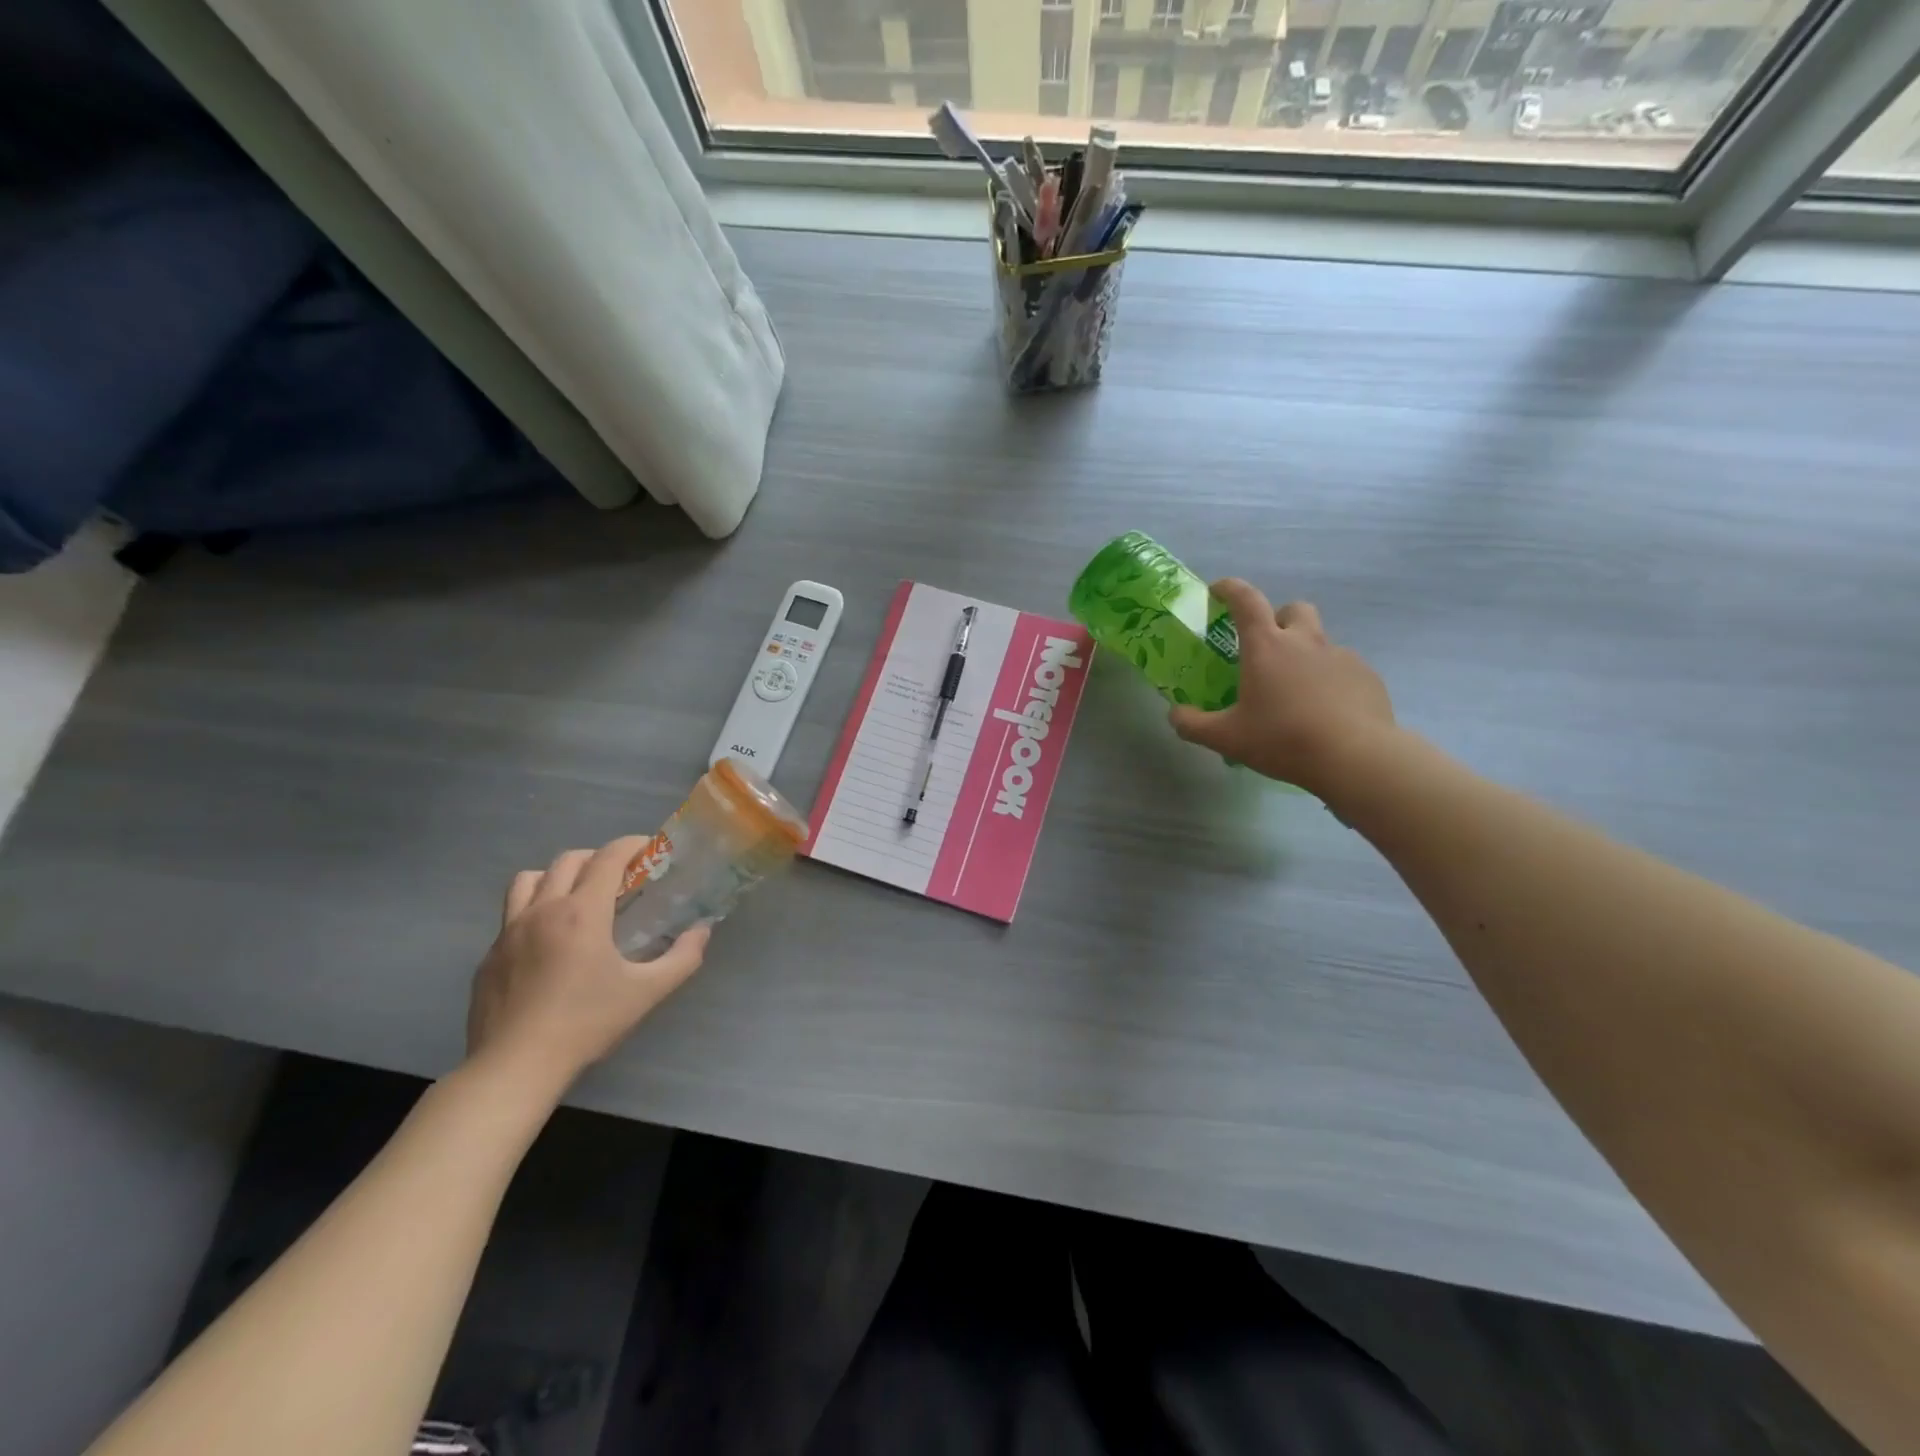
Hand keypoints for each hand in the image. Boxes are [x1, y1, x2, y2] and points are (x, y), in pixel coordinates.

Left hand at [465, 836, 708, 1099]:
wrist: (514, 1067)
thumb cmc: (586, 1024)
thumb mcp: (647, 993)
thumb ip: (682, 958)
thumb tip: (702, 931)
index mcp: (582, 913)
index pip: (608, 857)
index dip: (631, 845)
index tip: (650, 849)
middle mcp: (543, 910)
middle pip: (569, 860)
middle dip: (599, 858)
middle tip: (621, 878)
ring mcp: (508, 932)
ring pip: (529, 879)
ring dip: (557, 876)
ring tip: (576, 897)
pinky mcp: (489, 955)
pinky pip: (511, 914)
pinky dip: (534, 910)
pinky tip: (549, 942)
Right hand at [1168, 579, 1395, 796]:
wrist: (1354, 758)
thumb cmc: (1282, 739)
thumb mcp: (1226, 738)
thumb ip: (1193, 724)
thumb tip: (1175, 714)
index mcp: (1266, 647)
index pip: (1246, 600)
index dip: (1229, 589)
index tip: (1217, 591)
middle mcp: (1305, 641)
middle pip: (1293, 609)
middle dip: (1278, 620)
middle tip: (1267, 650)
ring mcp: (1341, 656)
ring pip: (1320, 641)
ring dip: (1304, 655)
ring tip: (1296, 693)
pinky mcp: (1367, 676)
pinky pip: (1344, 669)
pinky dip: (1330, 681)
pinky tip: (1325, 712)